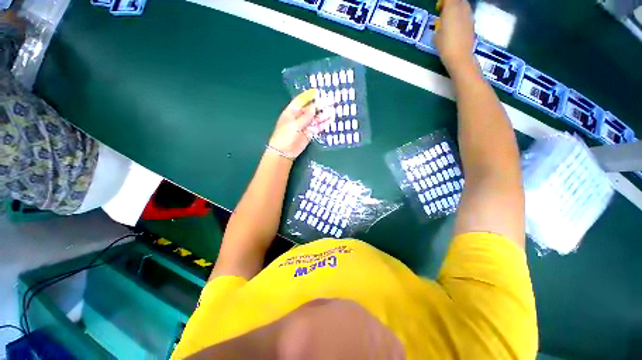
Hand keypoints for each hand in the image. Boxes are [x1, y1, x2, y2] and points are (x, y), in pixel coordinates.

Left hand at [268, 89, 333, 158]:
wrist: (284, 152)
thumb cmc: (285, 136)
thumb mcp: (294, 125)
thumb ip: (305, 117)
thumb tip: (314, 107)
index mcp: (292, 111)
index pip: (301, 100)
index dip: (310, 96)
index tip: (319, 92)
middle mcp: (299, 117)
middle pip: (310, 109)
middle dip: (320, 105)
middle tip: (330, 101)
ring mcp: (305, 125)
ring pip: (315, 118)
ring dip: (323, 114)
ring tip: (333, 110)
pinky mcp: (309, 133)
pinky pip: (317, 127)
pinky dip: (323, 124)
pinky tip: (330, 120)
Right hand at [434, 0, 476, 72]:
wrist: (460, 57)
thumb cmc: (445, 46)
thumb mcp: (436, 36)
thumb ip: (439, 25)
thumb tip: (440, 24)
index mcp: (451, 8)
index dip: (443, 2)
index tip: (439, 7)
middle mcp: (462, 7)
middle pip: (457, 0)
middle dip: (450, 3)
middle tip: (442, 11)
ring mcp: (469, 14)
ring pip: (462, 5)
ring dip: (456, 9)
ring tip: (449, 19)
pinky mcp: (472, 22)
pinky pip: (465, 13)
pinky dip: (460, 16)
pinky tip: (455, 26)